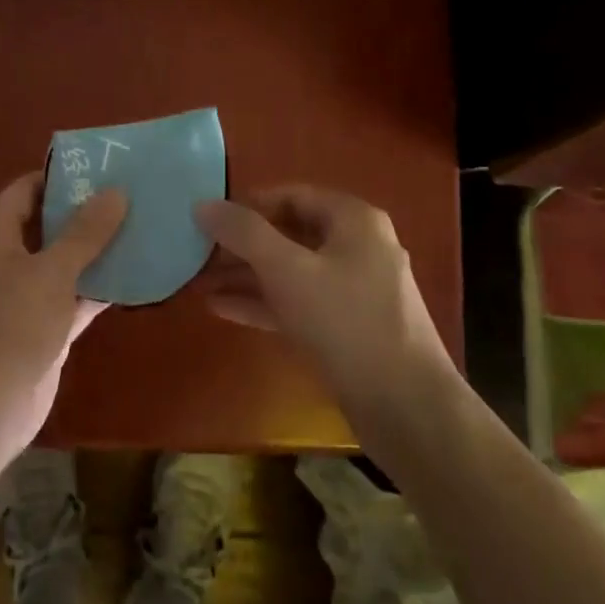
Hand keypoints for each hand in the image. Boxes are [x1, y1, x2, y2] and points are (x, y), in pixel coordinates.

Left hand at [0, 173, 127, 463]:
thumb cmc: (12, 325)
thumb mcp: (52, 271)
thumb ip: (85, 231)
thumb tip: (116, 191)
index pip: (27, 188)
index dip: (64, 177)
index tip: (106, 169)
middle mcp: (4, 257)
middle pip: (48, 223)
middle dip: (87, 212)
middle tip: (134, 195)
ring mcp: (22, 293)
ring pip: (63, 260)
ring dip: (97, 250)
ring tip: (143, 227)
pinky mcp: (40, 324)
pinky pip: (72, 294)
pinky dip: (98, 286)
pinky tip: (137, 275)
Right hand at [194, 184, 453, 406]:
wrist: (406, 407)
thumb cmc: (345, 322)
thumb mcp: (287, 270)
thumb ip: (243, 233)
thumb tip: (203, 204)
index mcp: (354, 221)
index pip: (292, 195)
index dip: (248, 204)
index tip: (209, 219)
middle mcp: (358, 248)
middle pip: (290, 234)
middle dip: (242, 245)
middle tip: (198, 254)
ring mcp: (355, 290)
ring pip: (291, 272)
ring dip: (247, 276)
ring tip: (199, 282)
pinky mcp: (348, 328)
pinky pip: (299, 303)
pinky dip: (264, 303)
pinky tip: (222, 309)